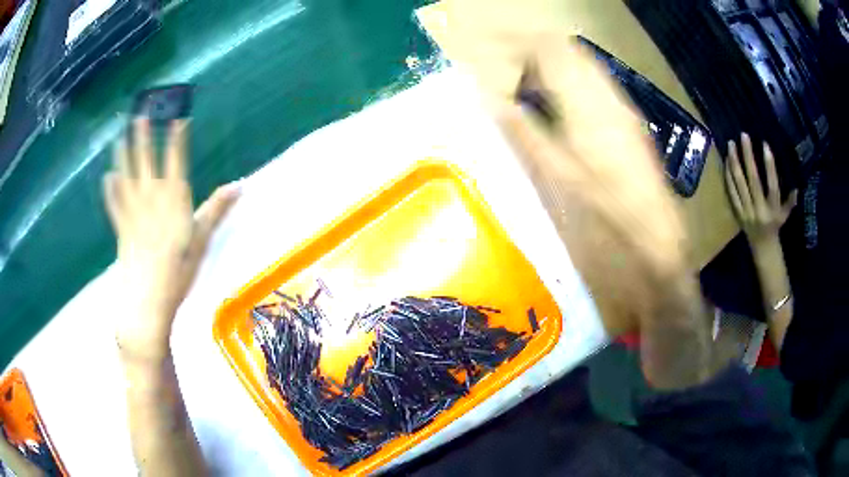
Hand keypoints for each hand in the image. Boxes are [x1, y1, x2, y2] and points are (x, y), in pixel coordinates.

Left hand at [104, 119, 238, 362]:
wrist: (148, 300)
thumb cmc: (178, 272)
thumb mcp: (202, 240)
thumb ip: (216, 210)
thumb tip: (240, 185)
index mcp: (173, 200)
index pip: (175, 160)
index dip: (176, 137)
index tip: (177, 116)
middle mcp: (151, 198)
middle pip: (146, 160)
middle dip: (144, 134)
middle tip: (141, 110)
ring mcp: (133, 212)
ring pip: (127, 175)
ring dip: (124, 153)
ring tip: (121, 134)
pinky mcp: (121, 228)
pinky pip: (114, 204)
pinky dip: (110, 190)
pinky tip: (107, 177)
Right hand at [496, 37, 691, 335]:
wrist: (656, 246)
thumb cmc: (605, 217)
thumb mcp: (558, 179)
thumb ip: (525, 134)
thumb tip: (493, 101)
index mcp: (589, 107)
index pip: (551, 51)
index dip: (520, 47)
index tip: (495, 60)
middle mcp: (609, 99)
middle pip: (569, 53)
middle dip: (535, 56)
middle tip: (509, 79)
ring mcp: (623, 111)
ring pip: (584, 69)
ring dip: (553, 71)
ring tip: (529, 93)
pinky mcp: (630, 125)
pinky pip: (596, 88)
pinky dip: (572, 87)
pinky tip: (561, 113)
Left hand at [724, 133, 796, 247]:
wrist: (762, 246)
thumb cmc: (776, 224)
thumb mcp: (785, 214)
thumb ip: (790, 200)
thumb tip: (797, 184)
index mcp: (773, 209)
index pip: (772, 185)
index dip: (769, 165)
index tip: (765, 145)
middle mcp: (759, 210)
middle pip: (753, 180)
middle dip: (748, 156)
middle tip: (743, 135)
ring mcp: (746, 211)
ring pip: (739, 183)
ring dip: (735, 161)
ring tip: (731, 143)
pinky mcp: (737, 212)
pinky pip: (731, 191)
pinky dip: (728, 175)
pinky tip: (727, 160)